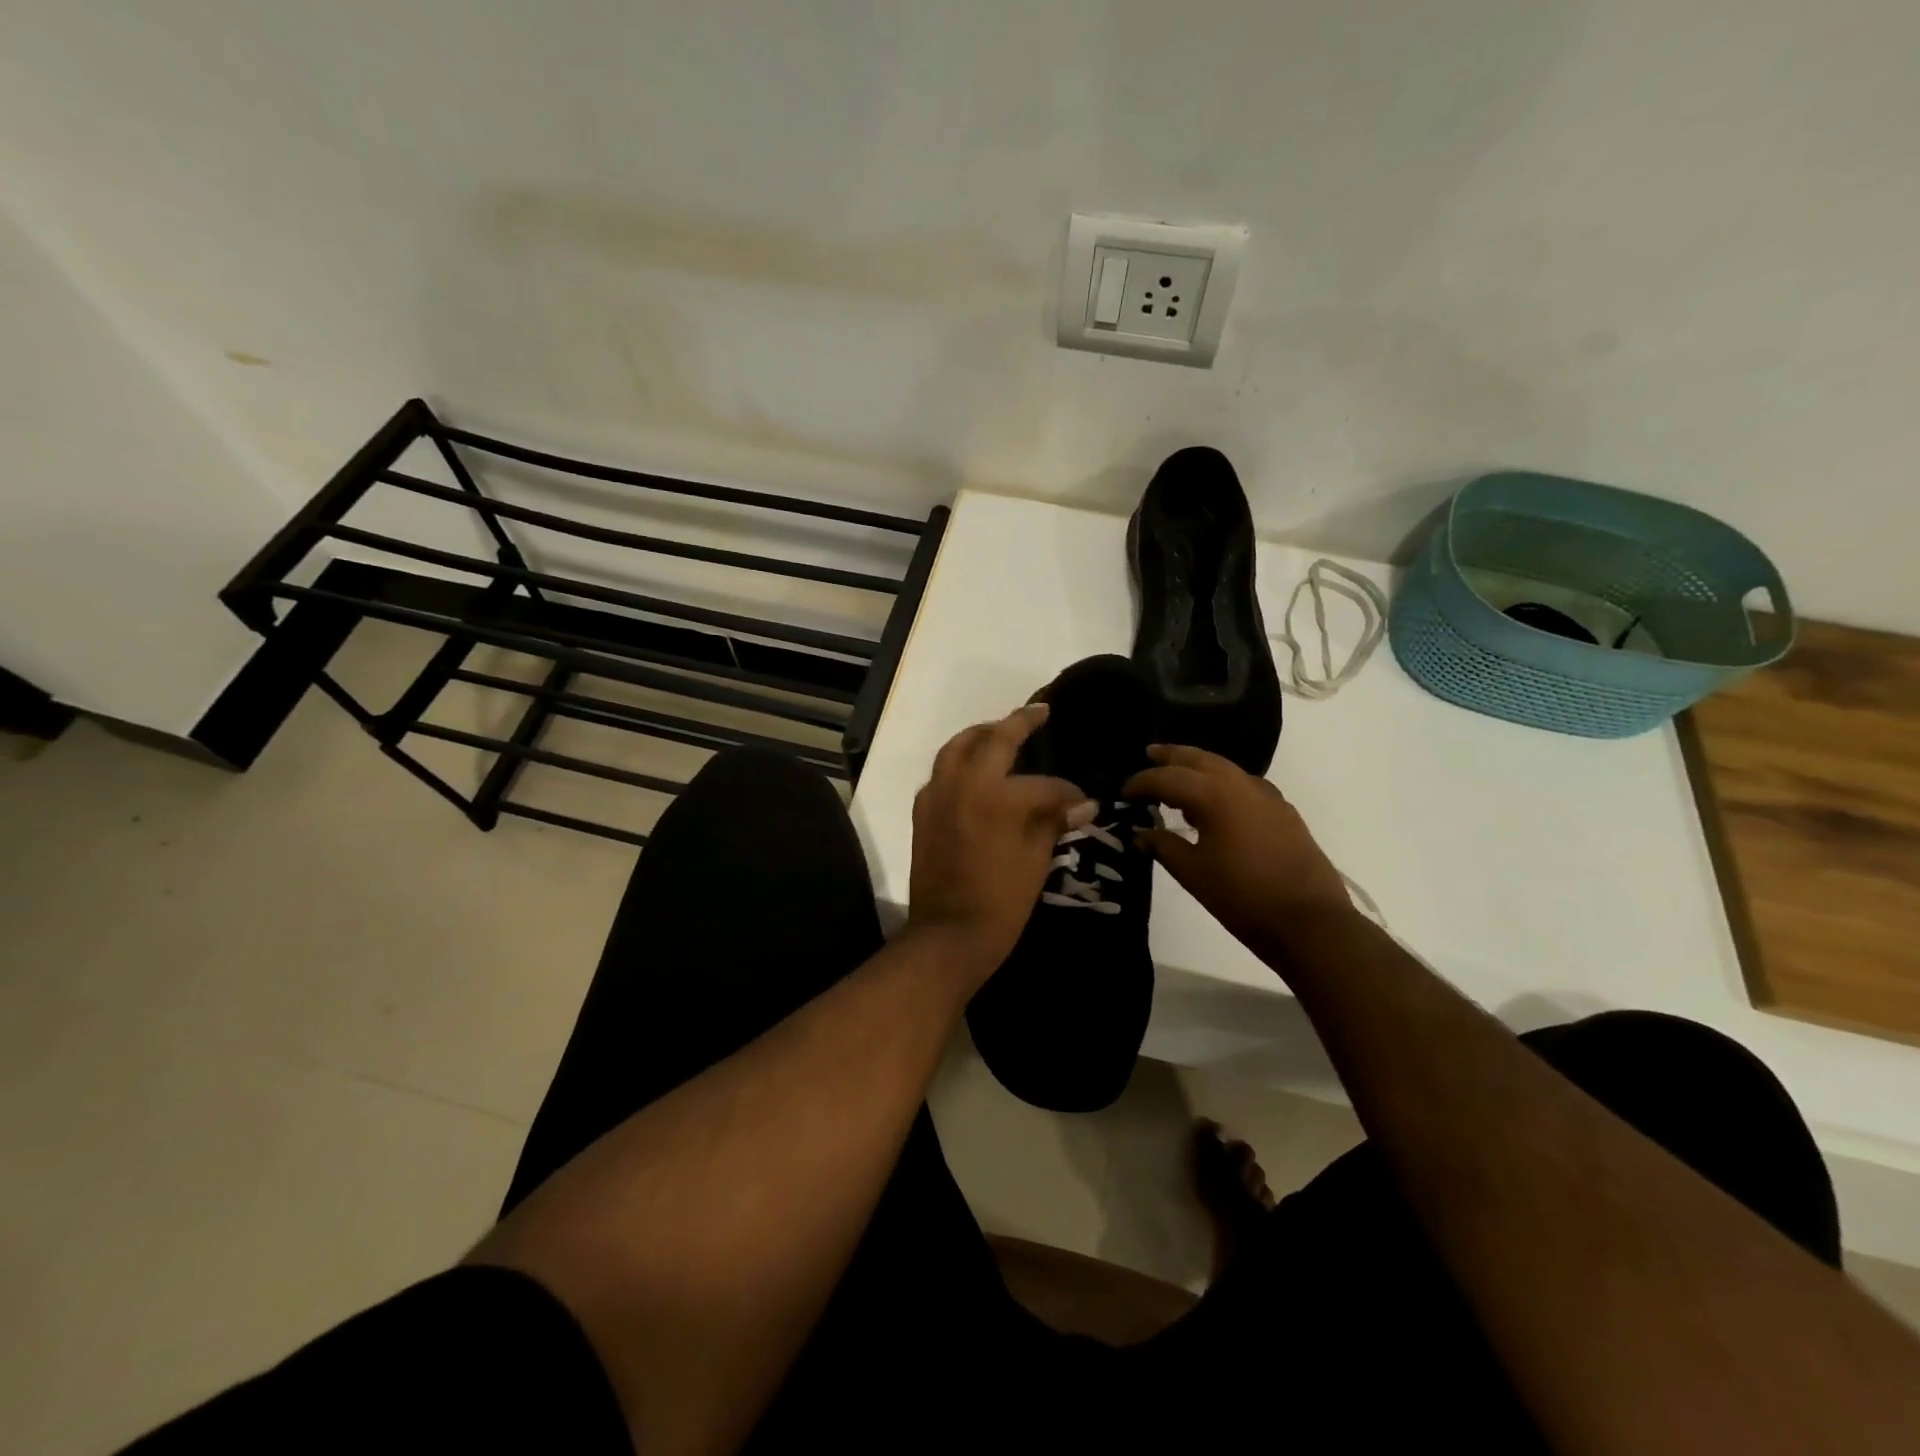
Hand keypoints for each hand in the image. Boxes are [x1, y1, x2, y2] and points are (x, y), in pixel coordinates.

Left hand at [908, 704, 1094, 983]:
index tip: (1082, 800)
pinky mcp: (922, 812)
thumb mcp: (1036, 861)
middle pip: (991, 739)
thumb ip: (1053, 822)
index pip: (1041, 784)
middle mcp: (962, 784)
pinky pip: (941, 772)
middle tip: (1039, 711)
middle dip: (1018, 722)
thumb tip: (1083, 803)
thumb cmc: (1000, 902)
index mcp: (996, 797)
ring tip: (1001, 730)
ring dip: (981, 734)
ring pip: (957, 747)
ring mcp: (937, 795)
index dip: (1066, 791)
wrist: (948, 935)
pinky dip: (959, 761)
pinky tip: (975, 770)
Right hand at [1124, 744, 1352, 965]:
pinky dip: (1222, 784)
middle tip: (1150, 753)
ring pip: (1226, 768)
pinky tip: (1216, 804)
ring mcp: (1267, 797)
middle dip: (1173, 756)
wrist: (1310, 922)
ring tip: (1178, 780)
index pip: (1168, 778)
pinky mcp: (1283, 813)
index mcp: (1215, 795)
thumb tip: (1139, 835)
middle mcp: (1241, 785)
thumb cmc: (1243, 897)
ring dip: (1199, 768)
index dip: (1142, 782)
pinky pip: (1244, 785)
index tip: (1124, 792)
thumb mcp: (1192, 873)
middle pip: (1200, 758)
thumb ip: (1163, 847)